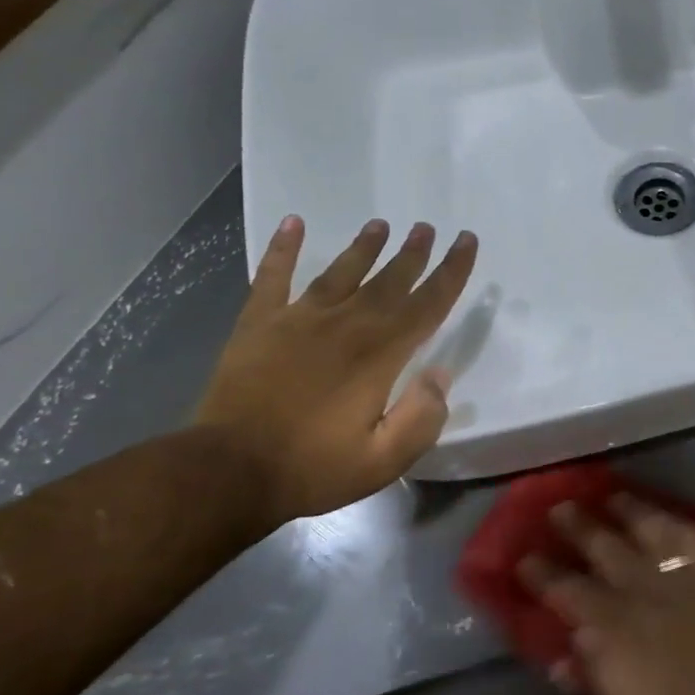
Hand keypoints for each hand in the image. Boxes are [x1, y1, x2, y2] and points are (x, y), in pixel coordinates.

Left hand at [196, 214, 477, 532]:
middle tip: (426, 228)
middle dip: (413, 254)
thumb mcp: (384, 460)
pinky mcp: (259, 324)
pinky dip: (282, 249)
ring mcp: (298, 320)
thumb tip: (440, 375)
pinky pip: (273, 276)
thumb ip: (421, 417)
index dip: (451, 272)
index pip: (427, 304)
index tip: (466, 241)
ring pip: (340, 272)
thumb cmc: (313, 468)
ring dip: (364, 248)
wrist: (228, 471)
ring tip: (380, 224)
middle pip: (388, 281)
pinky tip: (293, 223)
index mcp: (380, 354)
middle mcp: (345, 325)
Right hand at [518, 496, 694, 694]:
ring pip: (644, 528)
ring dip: (623, 510)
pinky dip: (671, 520)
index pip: (564, 589)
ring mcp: (678, 574)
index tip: (525, 557)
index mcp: (609, 626)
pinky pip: (688, 535)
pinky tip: (661, 513)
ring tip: (609, 496)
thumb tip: (563, 653)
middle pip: (600, 546)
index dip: (541, 572)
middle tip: (559, 507)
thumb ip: (590, 675)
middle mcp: (638, 588)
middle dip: (576, 525)